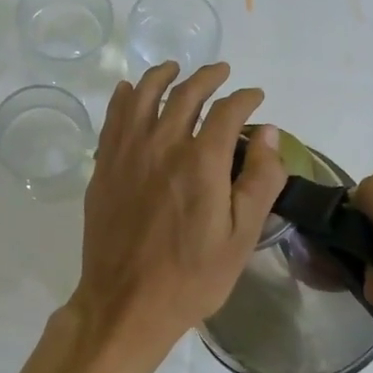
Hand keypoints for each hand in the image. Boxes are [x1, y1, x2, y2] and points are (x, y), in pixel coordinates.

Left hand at [68, 61, 286, 372]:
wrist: (125, 303)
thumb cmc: (192, 277)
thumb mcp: (241, 237)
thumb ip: (259, 180)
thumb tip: (269, 132)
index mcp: (201, 161)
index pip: (228, 111)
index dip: (245, 98)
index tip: (255, 97)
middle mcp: (162, 145)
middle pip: (186, 93)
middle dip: (208, 77)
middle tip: (221, 73)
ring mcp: (126, 153)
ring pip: (143, 96)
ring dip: (163, 76)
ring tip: (175, 68)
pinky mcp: (103, 168)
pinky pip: (113, 118)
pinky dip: (124, 97)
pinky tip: (130, 91)